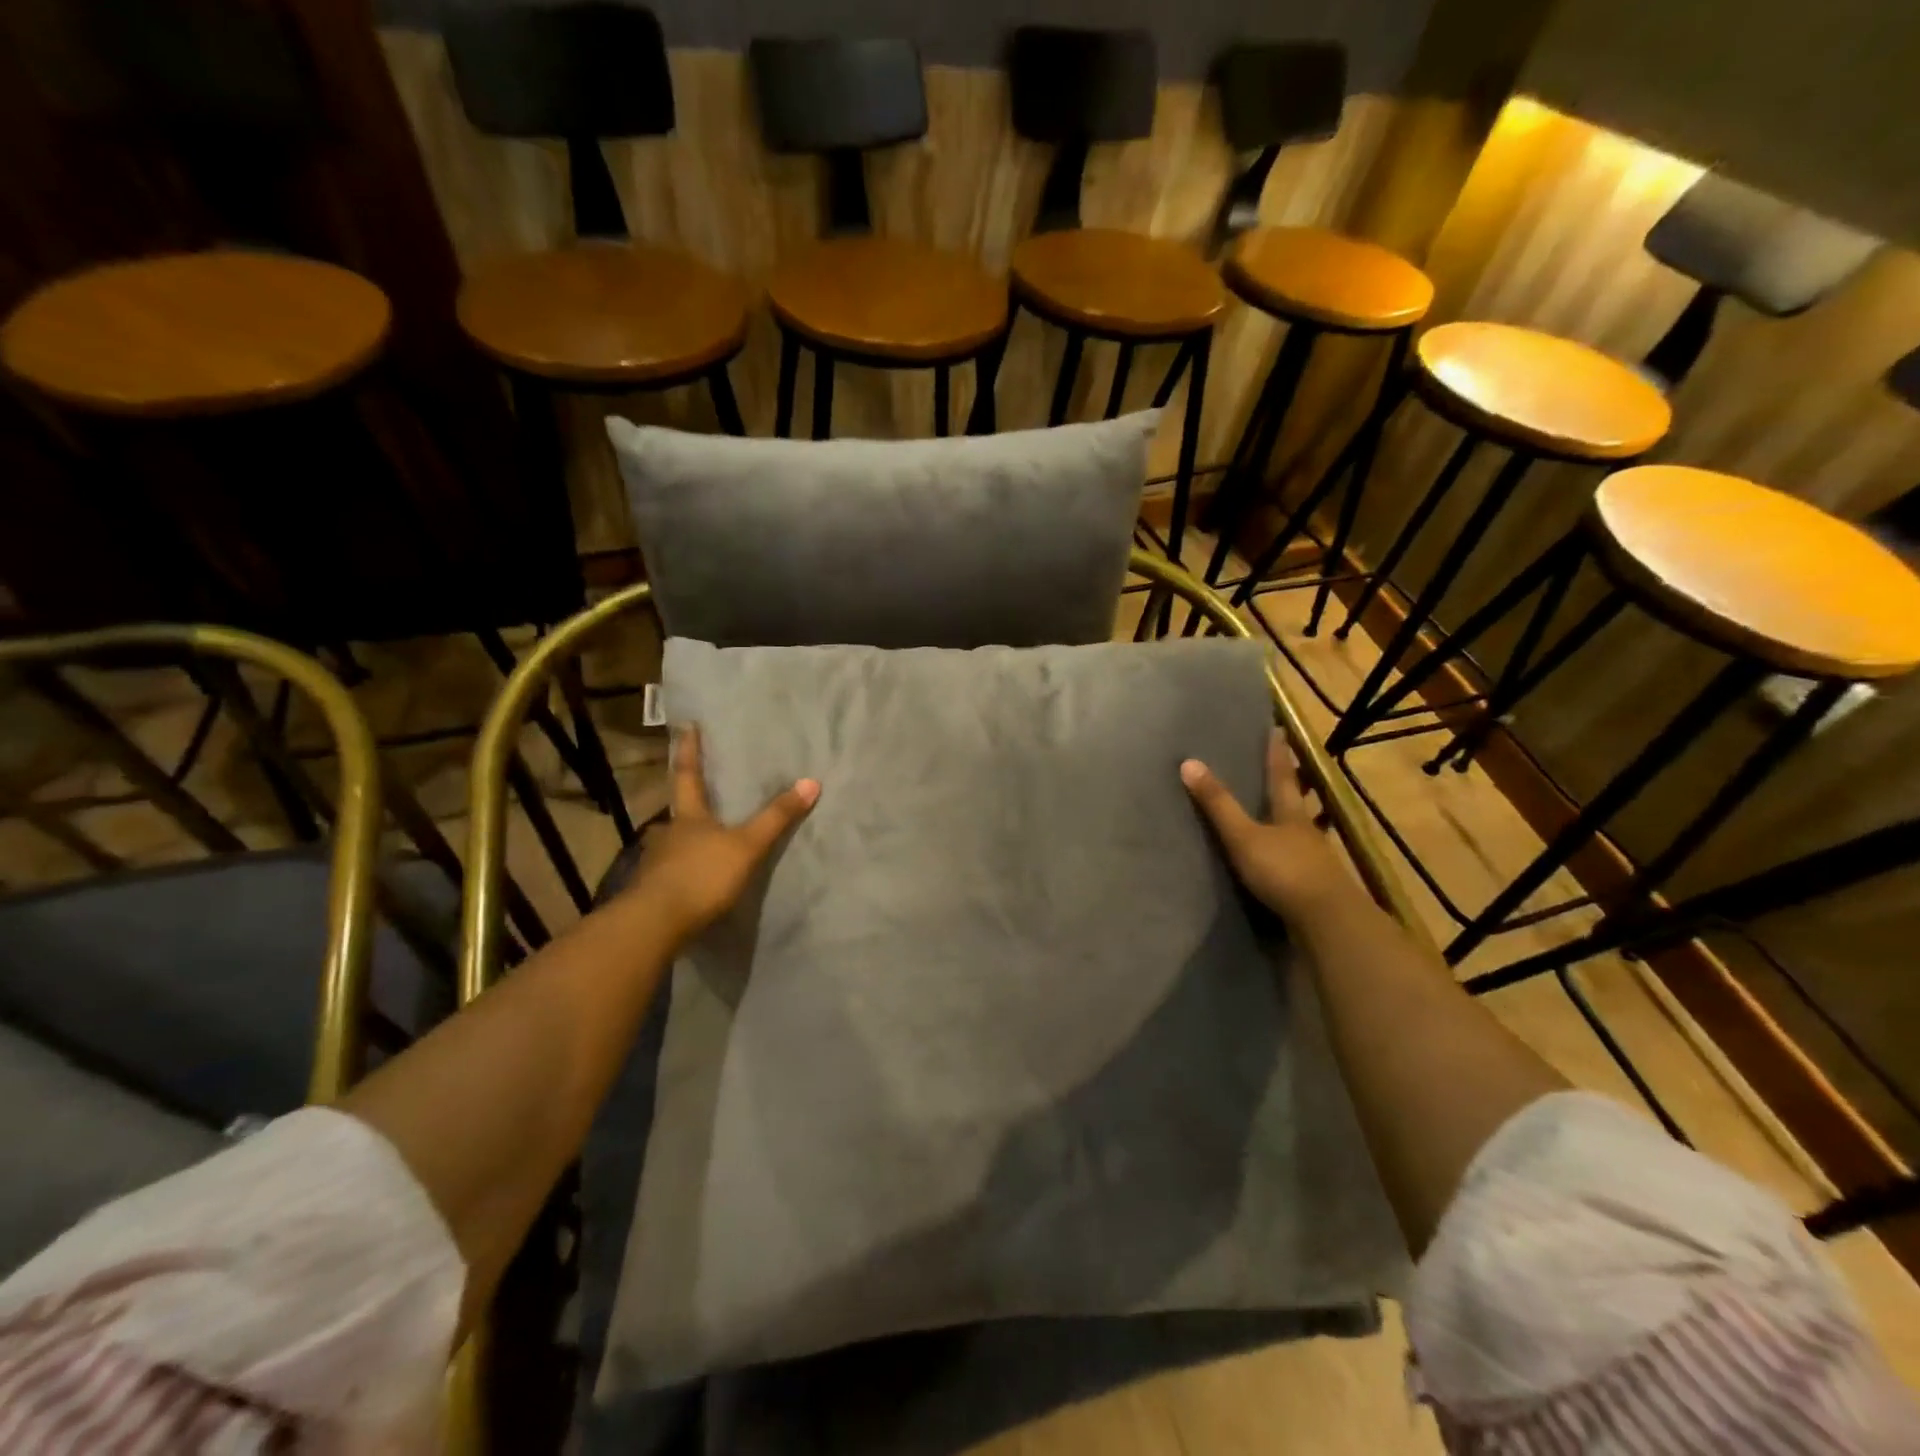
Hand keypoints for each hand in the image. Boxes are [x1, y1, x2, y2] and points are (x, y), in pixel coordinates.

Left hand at [627, 724, 818, 941]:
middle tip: (705, 793)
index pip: (687, 774)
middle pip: (680, 810)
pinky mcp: (655, 891)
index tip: (687, 726)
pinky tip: (696, 877)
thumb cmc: (701, 875)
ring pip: (675, 842)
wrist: (655, 924)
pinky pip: (674, 871)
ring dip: (688, 839)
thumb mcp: (747, 846)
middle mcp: (668, 833)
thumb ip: (777, 818)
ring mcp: (657, 863)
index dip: (688, 750)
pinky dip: (685, 869)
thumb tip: (811, 781)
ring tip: (706, 840)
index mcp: (688, 816)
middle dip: (691, 802)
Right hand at [1181, 730, 1352, 919]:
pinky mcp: (1314, 886)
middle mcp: (1306, 831)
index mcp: (1290, 813)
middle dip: (1292, 783)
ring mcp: (1314, 859)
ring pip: (1302, 830)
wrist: (1327, 922)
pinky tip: (1283, 858)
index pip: (1282, 775)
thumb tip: (1188, 762)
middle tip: (1286, 766)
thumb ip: (1218, 804)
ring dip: (1294, 820)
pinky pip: (1299, 860)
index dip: (1277, 754)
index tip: (1278, 730)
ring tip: (1282, 812)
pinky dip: (1290, 853)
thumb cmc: (1284, 871)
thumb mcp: (1243, 836)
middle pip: (1299, 800)